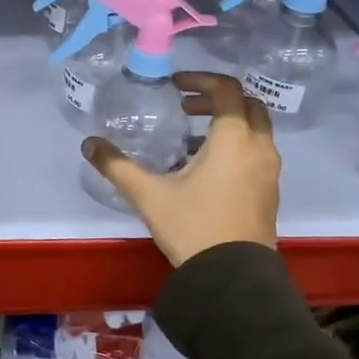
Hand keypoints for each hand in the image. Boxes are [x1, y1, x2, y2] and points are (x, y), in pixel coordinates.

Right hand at [81, 72, 279, 266]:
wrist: (233, 278)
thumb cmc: (193, 227)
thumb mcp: (148, 195)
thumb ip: (117, 166)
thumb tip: (89, 144)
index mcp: (234, 139)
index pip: (226, 90)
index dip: (200, 80)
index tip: (175, 86)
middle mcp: (259, 148)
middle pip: (248, 105)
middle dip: (216, 99)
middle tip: (185, 107)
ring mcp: (269, 171)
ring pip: (255, 130)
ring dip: (227, 124)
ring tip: (190, 139)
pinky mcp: (270, 191)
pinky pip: (256, 153)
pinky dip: (235, 146)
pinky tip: (204, 170)